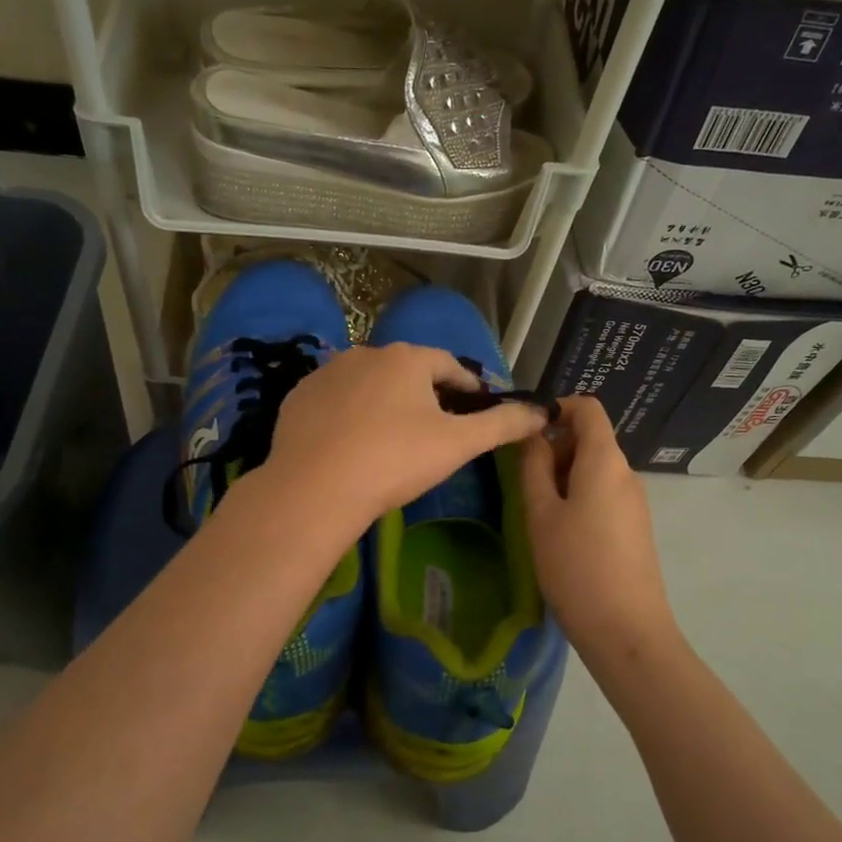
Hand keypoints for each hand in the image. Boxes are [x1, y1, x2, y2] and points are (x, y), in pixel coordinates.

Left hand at [260, 343, 547, 533]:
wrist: (315, 488)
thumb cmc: (395, 460)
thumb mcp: (458, 444)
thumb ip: (503, 424)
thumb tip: (543, 412)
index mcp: (407, 358)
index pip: (449, 366)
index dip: (467, 388)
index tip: (476, 411)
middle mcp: (365, 353)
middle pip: (407, 372)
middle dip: (424, 396)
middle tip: (433, 432)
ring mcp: (326, 373)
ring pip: (368, 384)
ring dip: (384, 403)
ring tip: (390, 440)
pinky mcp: (298, 397)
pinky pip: (335, 401)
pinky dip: (348, 415)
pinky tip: (350, 444)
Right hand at [521, 397, 681, 664]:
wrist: (626, 630)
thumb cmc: (575, 566)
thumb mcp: (541, 514)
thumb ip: (533, 467)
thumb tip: (533, 435)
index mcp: (605, 460)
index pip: (587, 408)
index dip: (556, 408)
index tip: (525, 432)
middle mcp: (626, 473)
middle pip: (590, 438)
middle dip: (555, 447)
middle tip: (522, 481)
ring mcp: (635, 501)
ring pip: (595, 469)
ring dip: (563, 476)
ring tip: (537, 512)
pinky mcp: (635, 527)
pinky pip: (604, 493)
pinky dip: (579, 497)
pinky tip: (561, 533)